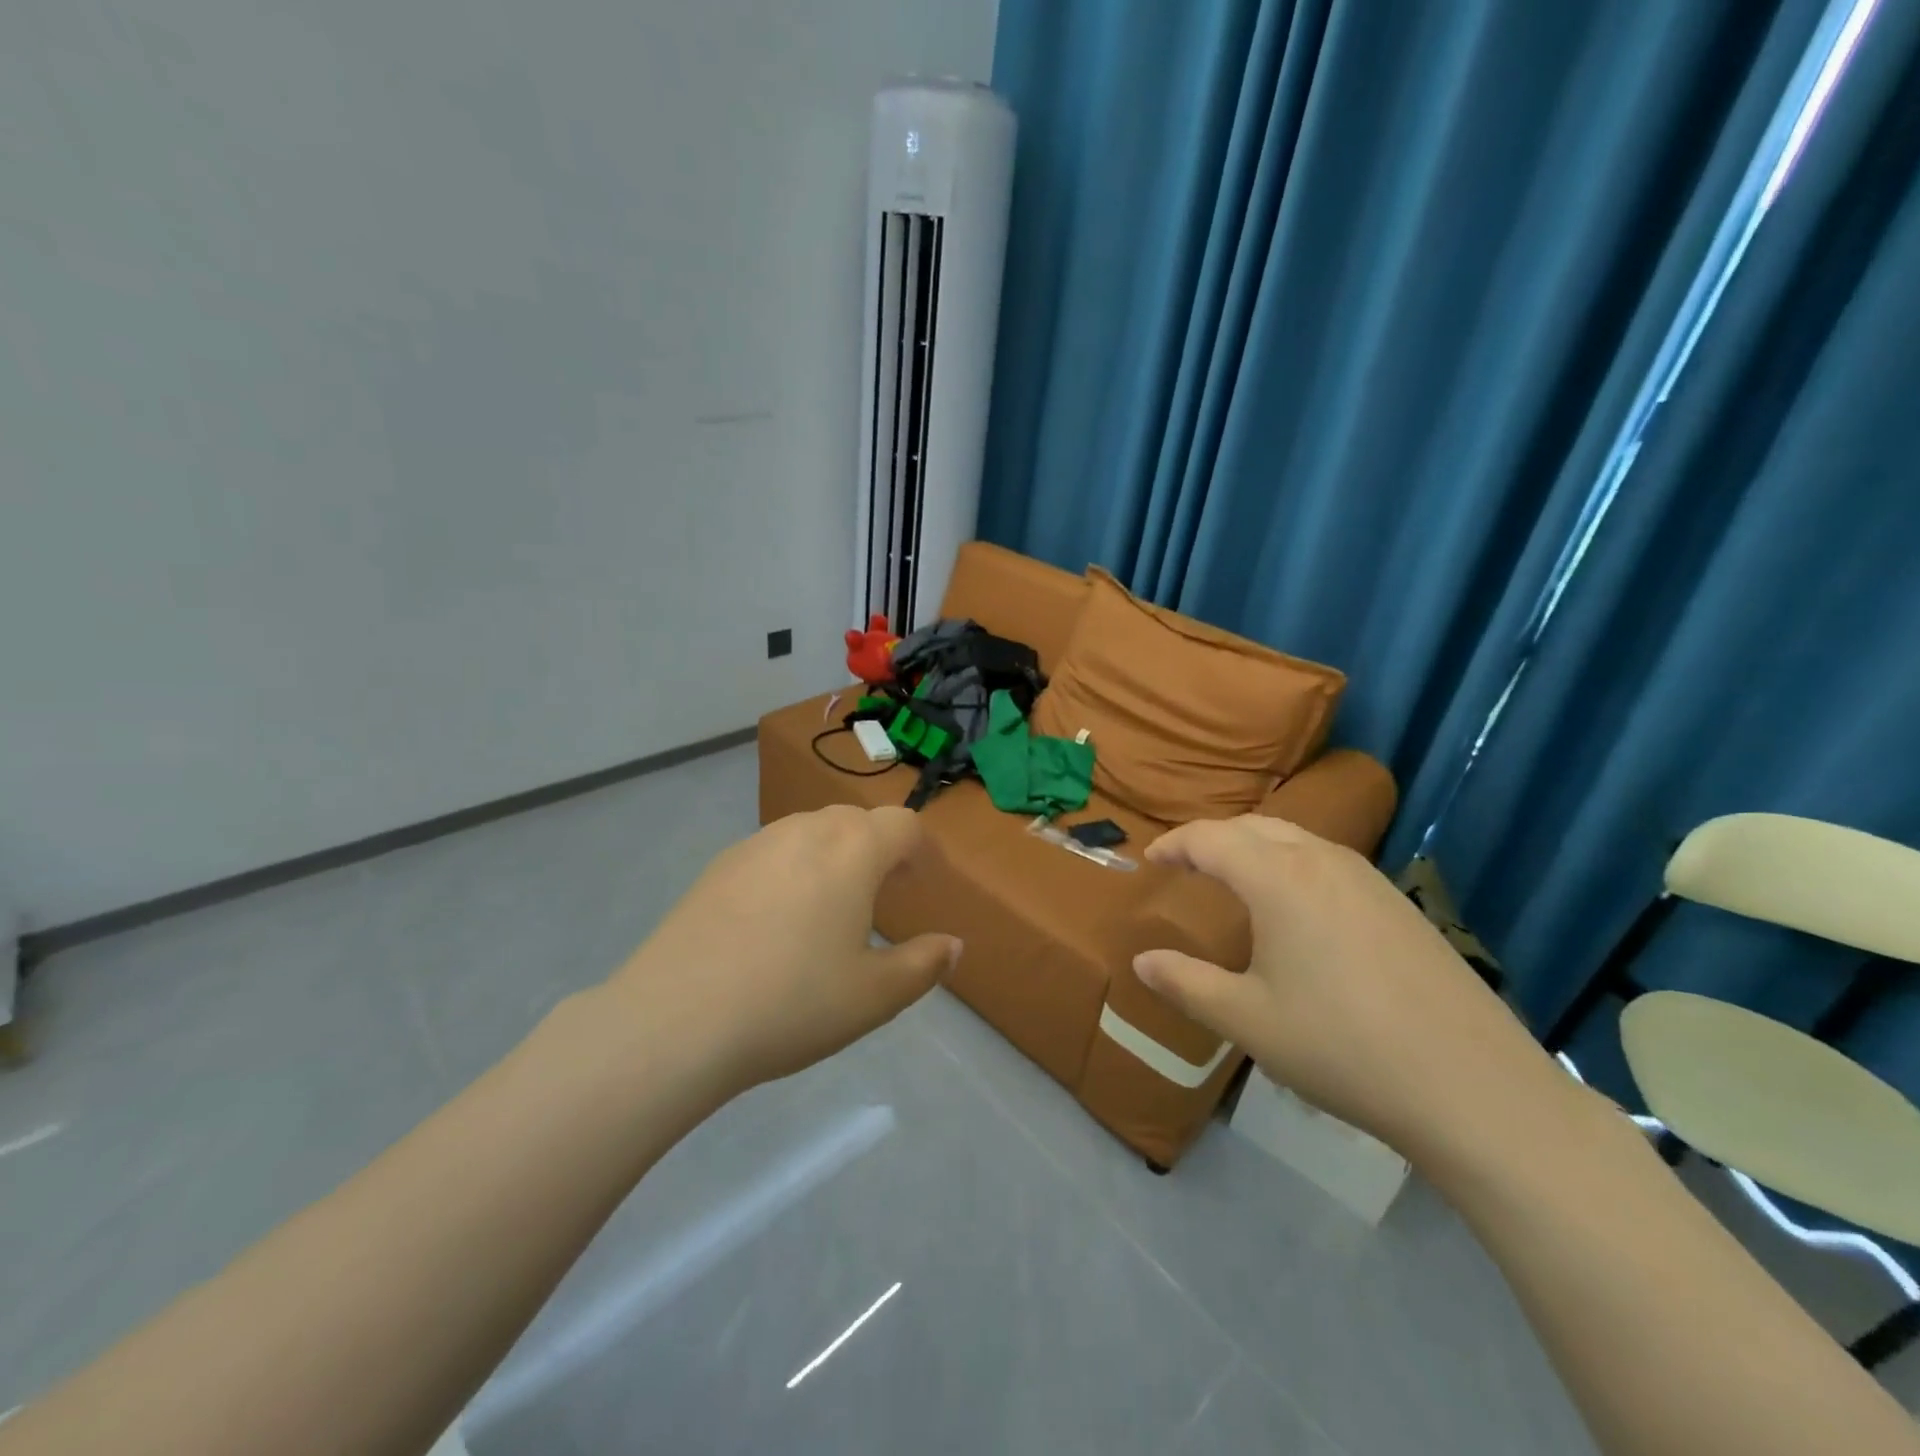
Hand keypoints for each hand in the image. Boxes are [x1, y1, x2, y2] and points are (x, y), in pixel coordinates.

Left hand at [606, 805, 960, 1095]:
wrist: (675, 1019)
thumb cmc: (792, 1003)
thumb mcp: (874, 996)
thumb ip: (923, 965)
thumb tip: (952, 945)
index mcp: (853, 850)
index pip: (903, 826)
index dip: (923, 851)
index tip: (925, 885)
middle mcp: (806, 831)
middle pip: (856, 821)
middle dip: (879, 849)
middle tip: (886, 894)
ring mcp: (756, 843)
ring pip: (811, 832)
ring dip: (835, 856)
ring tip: (833, 905)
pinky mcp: (718, 866)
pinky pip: (773, 851)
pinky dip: (793, 869)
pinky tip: (777, 920)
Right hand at [1133, 816, 1552, 1158]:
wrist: (1474, 1087)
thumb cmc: (1341, 1047)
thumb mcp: (1247, 1021)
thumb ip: (1186, 984)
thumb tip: (1142, 961)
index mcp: (1278, 878)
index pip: (1210, 839)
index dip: (1174, 845)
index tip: (1150, 859)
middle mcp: (1323, 861)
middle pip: (1254, 827)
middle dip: (1212, 838)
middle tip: (1186, 864)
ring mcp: (1369, 879)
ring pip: (1297, 839)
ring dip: (1255, 847)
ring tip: (1235, 878)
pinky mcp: (1400, 904)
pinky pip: (1329, 861)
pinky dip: (1293, 864)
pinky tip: (1298, 909)